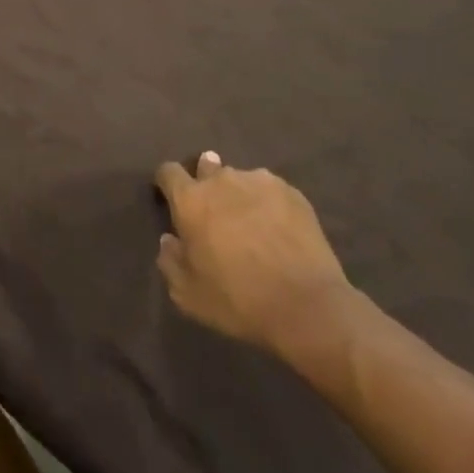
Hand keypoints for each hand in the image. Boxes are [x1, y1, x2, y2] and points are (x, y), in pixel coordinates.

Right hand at [155, 152, 351, 356]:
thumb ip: (170, 261)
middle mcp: (222, 180)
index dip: (167, 183)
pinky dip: (267, 203)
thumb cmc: (238, 300)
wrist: (305, 305)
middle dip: (206, 184)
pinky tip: (277, 229)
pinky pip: (269, 189)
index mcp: (191, 200)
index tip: (171, 199)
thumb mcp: (188, 295)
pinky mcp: (291, 191)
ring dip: (237, 194)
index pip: (169, 172)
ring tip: (250, 223)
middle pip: (206, 167)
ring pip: (240, 179)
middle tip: (215, 214)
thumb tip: (169, 240)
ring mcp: (259, 181)